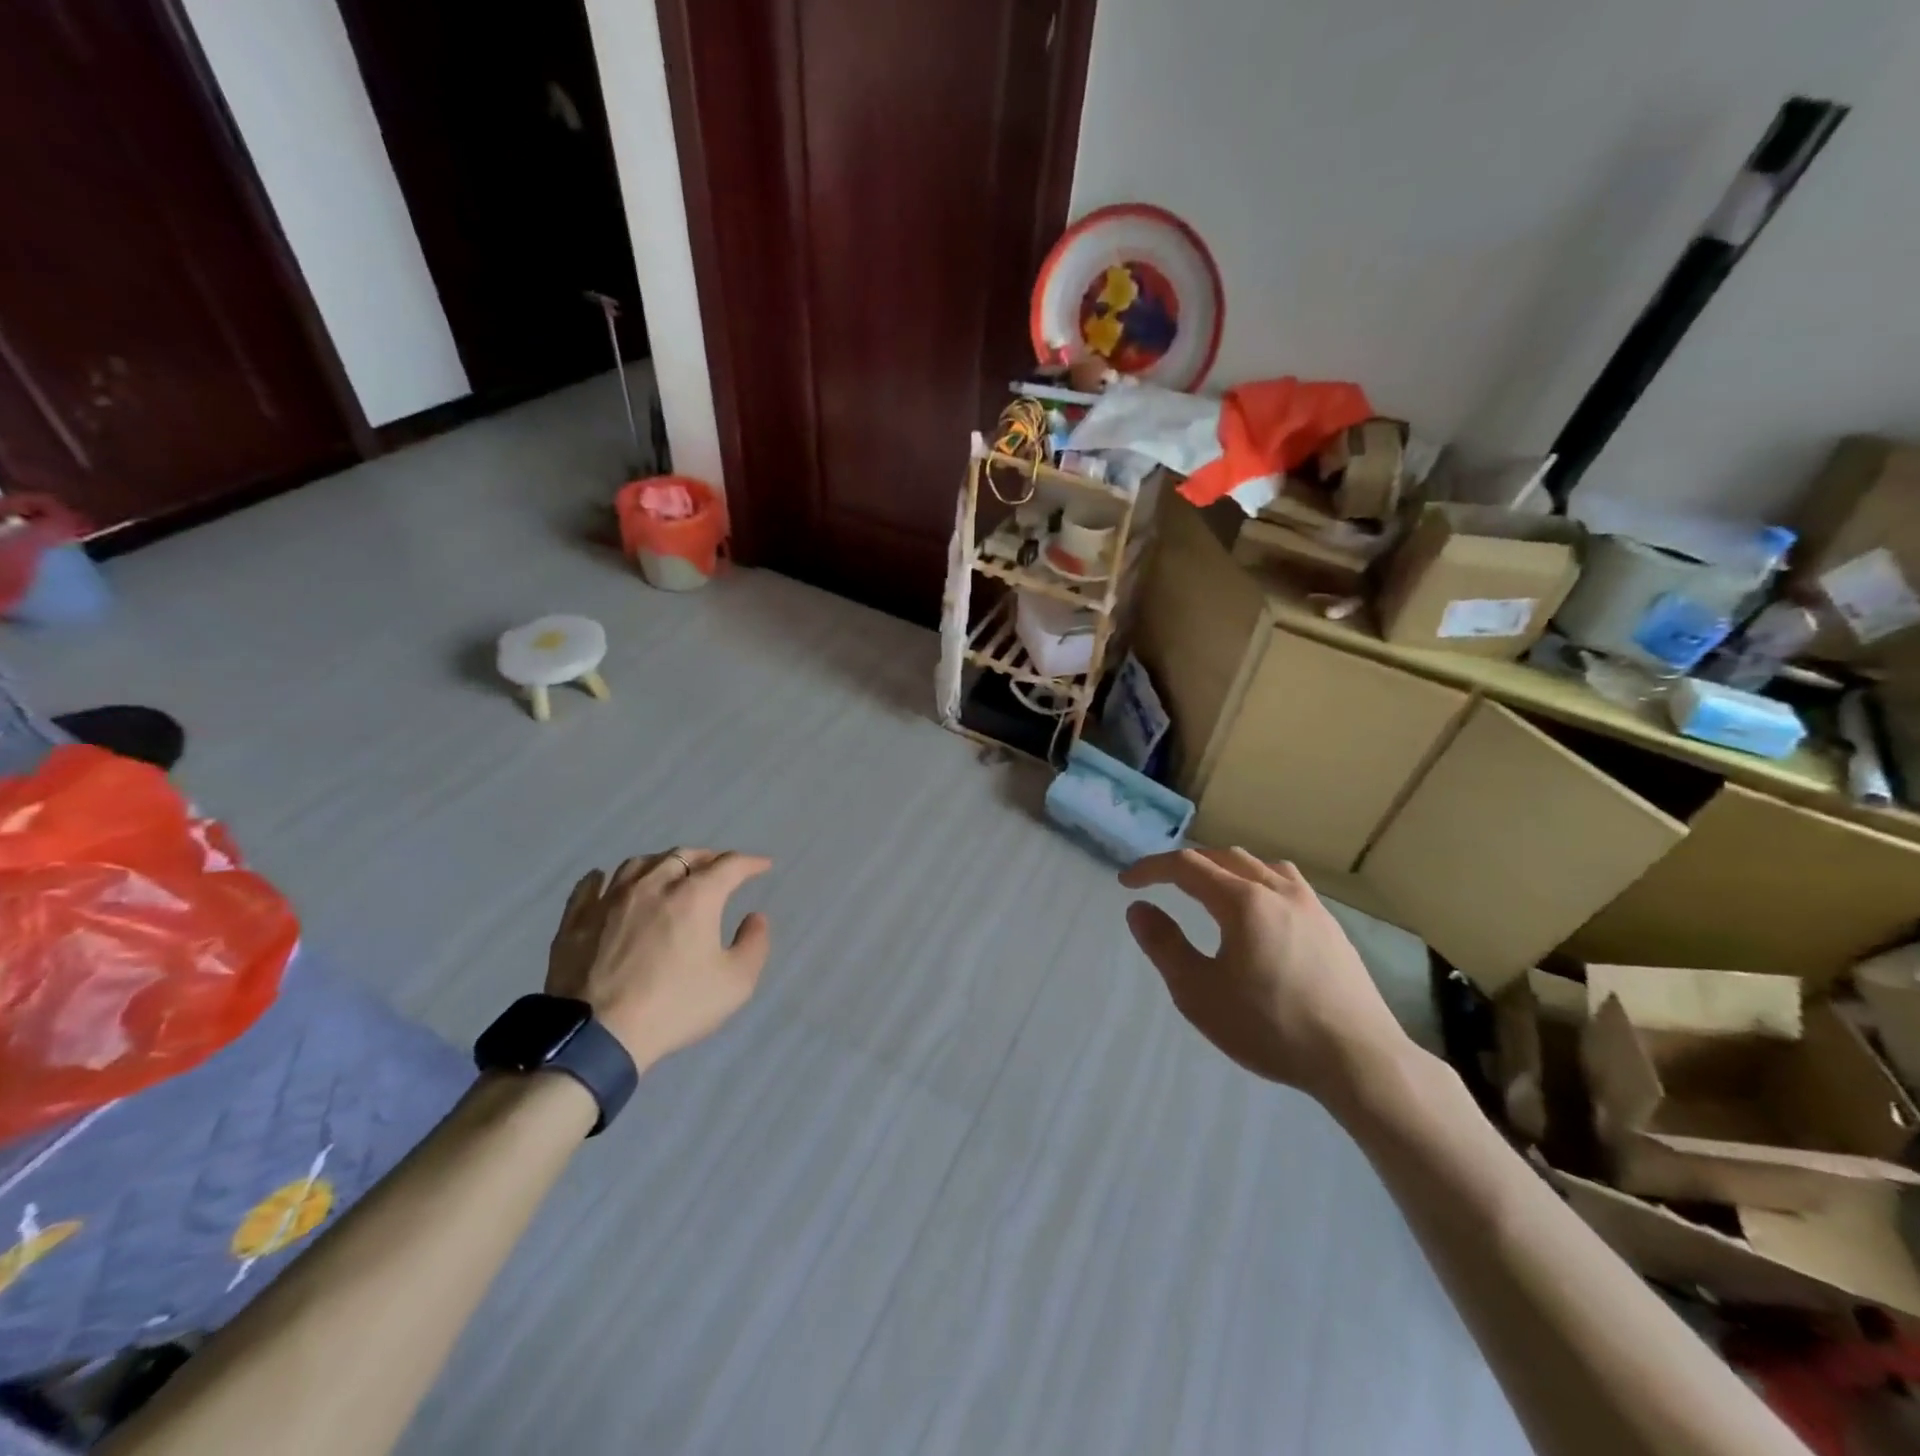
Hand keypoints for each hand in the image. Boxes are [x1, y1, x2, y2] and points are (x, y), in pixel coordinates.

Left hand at [547, 849, 771, 1072]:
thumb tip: (755, 917)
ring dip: (661, 863)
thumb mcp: (735, 983)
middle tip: (718, 867)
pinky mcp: (576, 920)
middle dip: (707, 857)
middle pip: (683, 856)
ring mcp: (610, 899)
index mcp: (695, 897)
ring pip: (639, 864)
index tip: (763, 866)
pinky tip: (607, 880)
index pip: (729, 866)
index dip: (750, 862)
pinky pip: (590, 885)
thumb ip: (754, 944)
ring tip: (669, 872)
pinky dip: (606, 878)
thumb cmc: (674, 1007)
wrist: (597, 1036)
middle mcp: (653, 885)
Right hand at [1121, 848, 1413, 1105]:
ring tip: (1207, 889)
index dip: (1151, 868)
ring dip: (1222, 867)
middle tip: (1159, 884)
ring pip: (1258, 865)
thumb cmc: (1270, 1027)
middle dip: (1185, 865)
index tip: (1126, 883)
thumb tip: (1139, 909)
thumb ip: (1164, 945)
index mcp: (1243, 901)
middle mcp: (1277, 890)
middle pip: (1222, 857)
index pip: (1186, 866)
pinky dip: (1256, 880)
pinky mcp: (1331, 925)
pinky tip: (1259, 909)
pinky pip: (1285, 882)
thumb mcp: (1199, 993)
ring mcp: (1310, 905)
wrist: (1358, 1059)